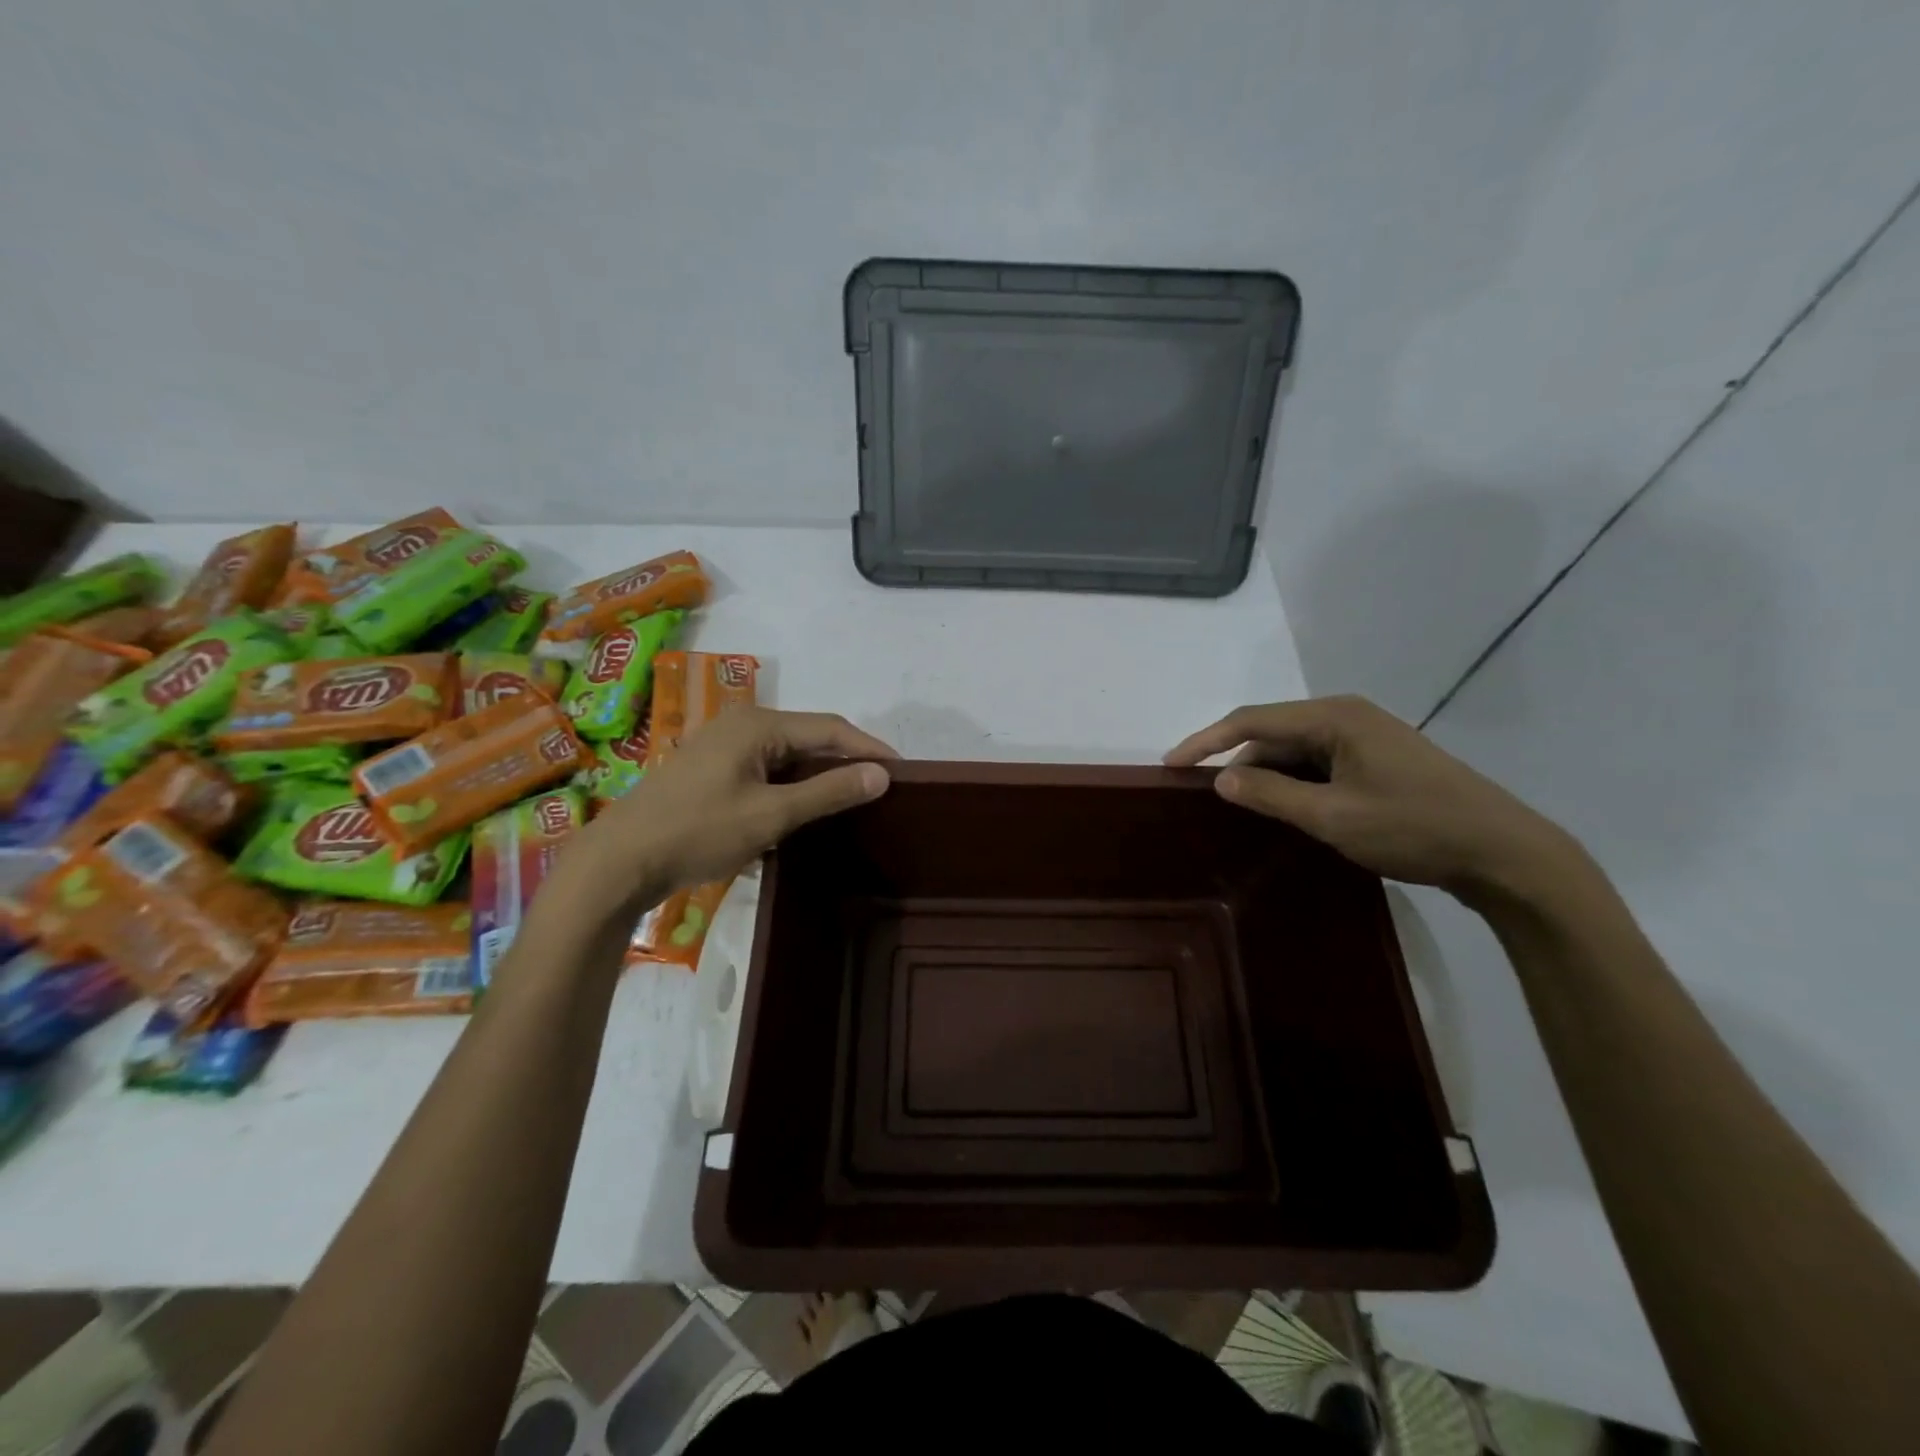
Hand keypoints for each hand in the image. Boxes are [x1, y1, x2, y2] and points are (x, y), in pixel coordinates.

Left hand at [565, 708, 894, 908]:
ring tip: (851, 802)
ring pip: (787, 757)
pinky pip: (766, 771)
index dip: (869, 748)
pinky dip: (790, 788)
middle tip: (880, 789)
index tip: (902, 771)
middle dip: (845, 762)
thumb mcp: (771, 815)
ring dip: (817, 778)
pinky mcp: (712, 770)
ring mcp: (723, 746)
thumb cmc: (698, 831)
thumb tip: (882, 774)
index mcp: (758, 724)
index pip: (831, 728)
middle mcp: (742, 724)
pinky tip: (804, 811)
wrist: (620, 861)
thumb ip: (829, 792)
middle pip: (809, 738)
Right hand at [1166, 695, 1582, 906]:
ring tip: (1239, 808)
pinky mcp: (1378, 762)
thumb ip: (1270, 795)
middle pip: (1272, 733)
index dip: (1206, 741)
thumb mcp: (1332, 816)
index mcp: (1334, 717)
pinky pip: (1318, 764)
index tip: (1171, 765)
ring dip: (1265, 776)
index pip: (1252, 720)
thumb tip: (1219, 779)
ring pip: (1295, 750)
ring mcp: (1366, 738)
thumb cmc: (1413, 827)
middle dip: (1236, 761)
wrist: (1504, 853)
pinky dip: (1293, 783)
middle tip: (1204, 795)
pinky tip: (1283, 809)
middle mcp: (1347, 716)